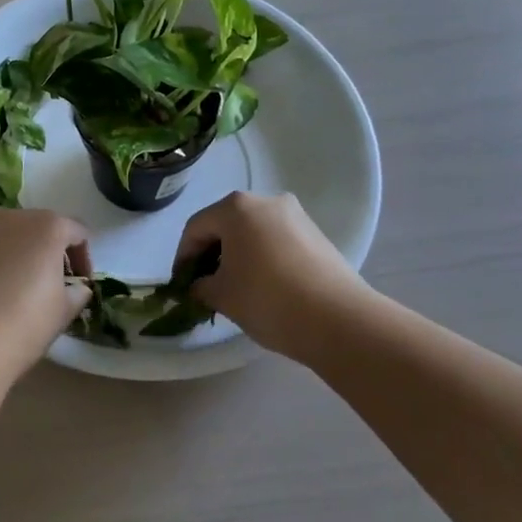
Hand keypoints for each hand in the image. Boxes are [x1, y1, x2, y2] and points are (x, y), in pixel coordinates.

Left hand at [0, 209, 93, 383]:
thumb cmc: (26, 321)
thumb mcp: (64, 310)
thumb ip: (77, 292)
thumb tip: (78, 288)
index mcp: (48, 226)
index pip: (77, 232)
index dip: (84, 257)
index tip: (81, 283)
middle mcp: (14, 217)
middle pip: (42, 227)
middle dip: (52, 251)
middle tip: (56, 282)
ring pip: (12, 235)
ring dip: (23, 253)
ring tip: (24, 285)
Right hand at [172, 191, 370, 361]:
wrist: (340, 320)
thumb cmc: (268, 299)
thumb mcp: (222, 296)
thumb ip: (200, 286)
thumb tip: (199, 285)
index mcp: (236, 207)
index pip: (196, 228)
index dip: (183, 257)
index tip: (181, 284)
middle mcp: (266, 201)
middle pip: (225, 225)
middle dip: (211, 254)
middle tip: (205, 285)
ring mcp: (296, 216)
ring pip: (252, 232)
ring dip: (237, 256)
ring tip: (235, 288)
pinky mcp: (317, 235)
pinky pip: (276, 241)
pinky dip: (262, 258)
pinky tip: (263, 287)